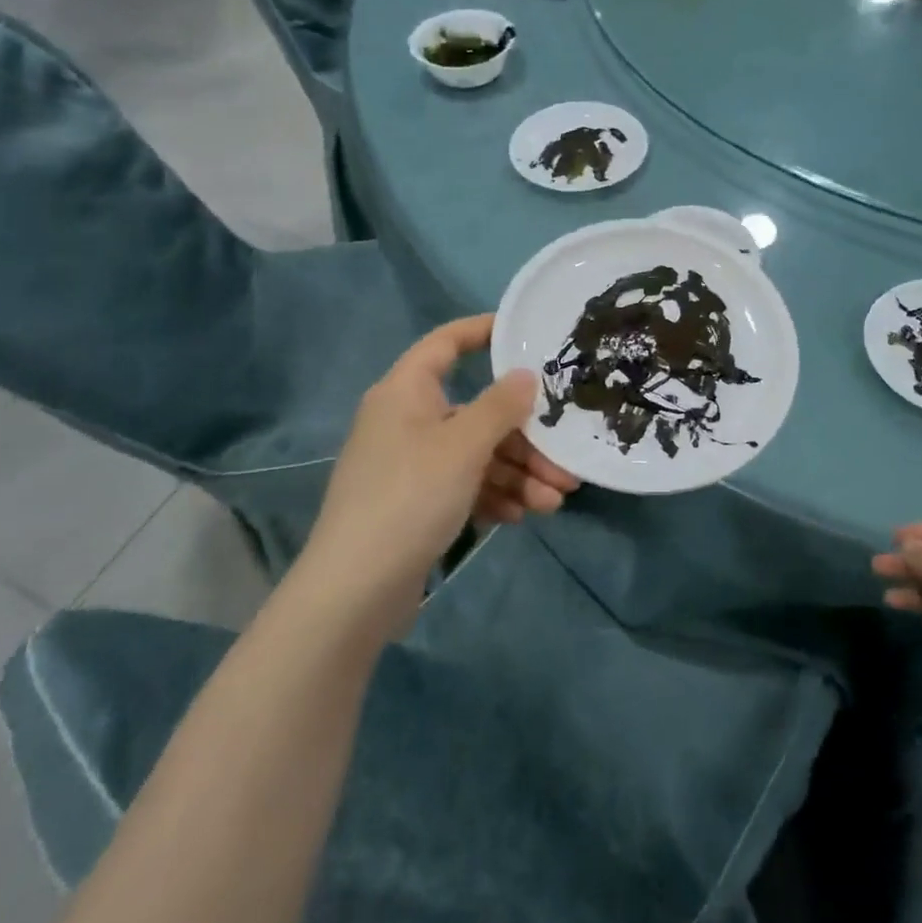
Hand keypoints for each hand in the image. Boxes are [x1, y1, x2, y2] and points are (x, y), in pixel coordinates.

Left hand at [302, 314, 578, 634]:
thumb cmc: (410, 497)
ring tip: (556, 500)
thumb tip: (526, 375)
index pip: (445, 343)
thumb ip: (501, 406)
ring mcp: (412, 464)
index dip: (482, 331)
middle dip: (525, 438)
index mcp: (406, 392)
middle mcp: (408, 421)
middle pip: (477, 412)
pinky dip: (494, 495)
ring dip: (519, 474)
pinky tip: (522, 515)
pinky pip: (465, 485)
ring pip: (478, 454)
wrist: (355, 590)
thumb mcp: (463, 446)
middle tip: (566, 460)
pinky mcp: (417, 503)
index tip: (525, 332)